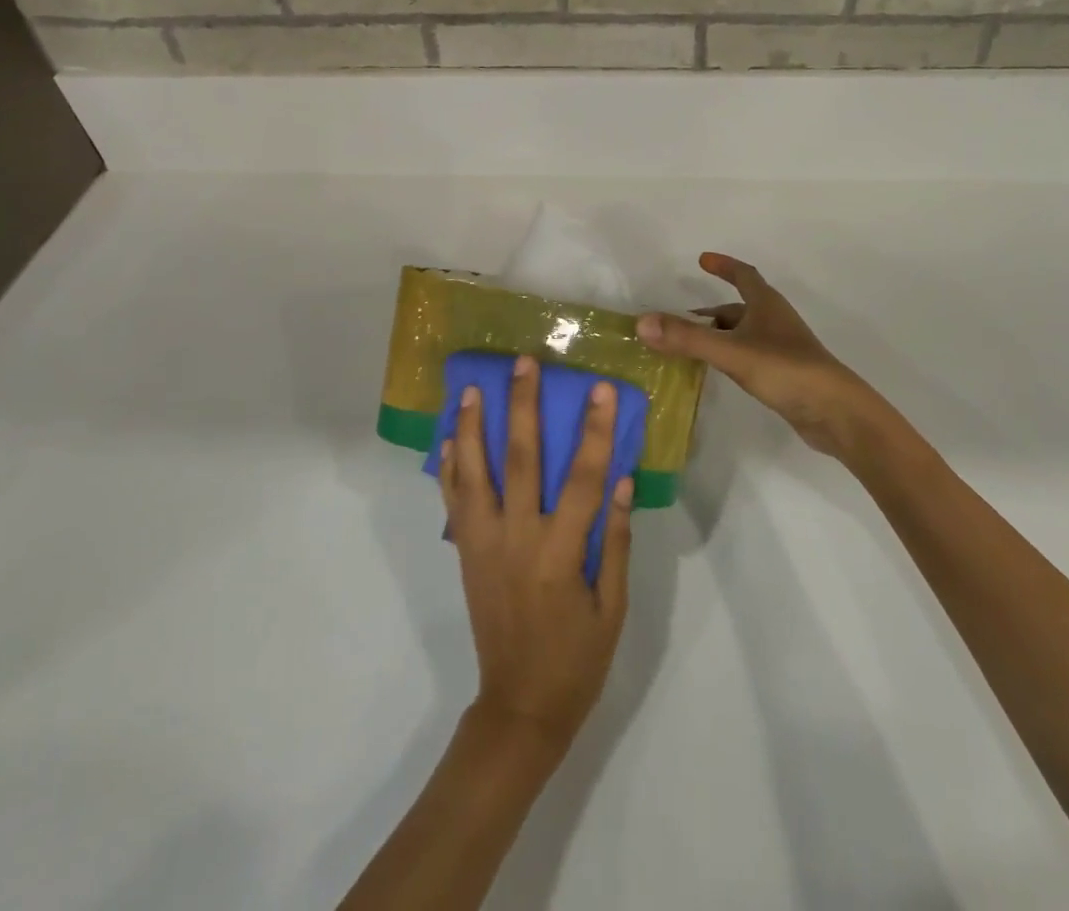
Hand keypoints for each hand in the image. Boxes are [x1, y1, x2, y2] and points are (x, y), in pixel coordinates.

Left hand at [438, 356, 632, 751]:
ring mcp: (484, 543)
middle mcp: (517, 538)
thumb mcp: (613, 608)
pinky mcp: (465, 552)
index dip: (593, 430)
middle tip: (523, 363)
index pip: (581, 478)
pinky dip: (449, 467)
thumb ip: (615, 541)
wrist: (519, 706)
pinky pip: (453, 502)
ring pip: (474, 473)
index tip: (599, 388)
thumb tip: (621, 480)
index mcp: (561, 553)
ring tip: (471, 388)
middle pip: (519, 459)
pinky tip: (447, 438)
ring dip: (471, 427)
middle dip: (522, 406)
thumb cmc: (577, 658)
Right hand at [636, 253, 879, 457]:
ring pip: (743, 333)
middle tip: (681, 318)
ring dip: (718, 334)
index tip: (702, 259)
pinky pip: (749, 354)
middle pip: (740, 306)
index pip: (744, 275)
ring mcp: (782, 348)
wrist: (837, 413)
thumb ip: (687, 338)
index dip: (724, 265)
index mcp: (767, 305)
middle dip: (711, 310)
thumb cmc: (786, 371)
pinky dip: (729, 354)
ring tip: (690, 346)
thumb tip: (641, 323)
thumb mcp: (731, 352)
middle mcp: (775, 321)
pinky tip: (718, 370)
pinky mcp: (784, 373)